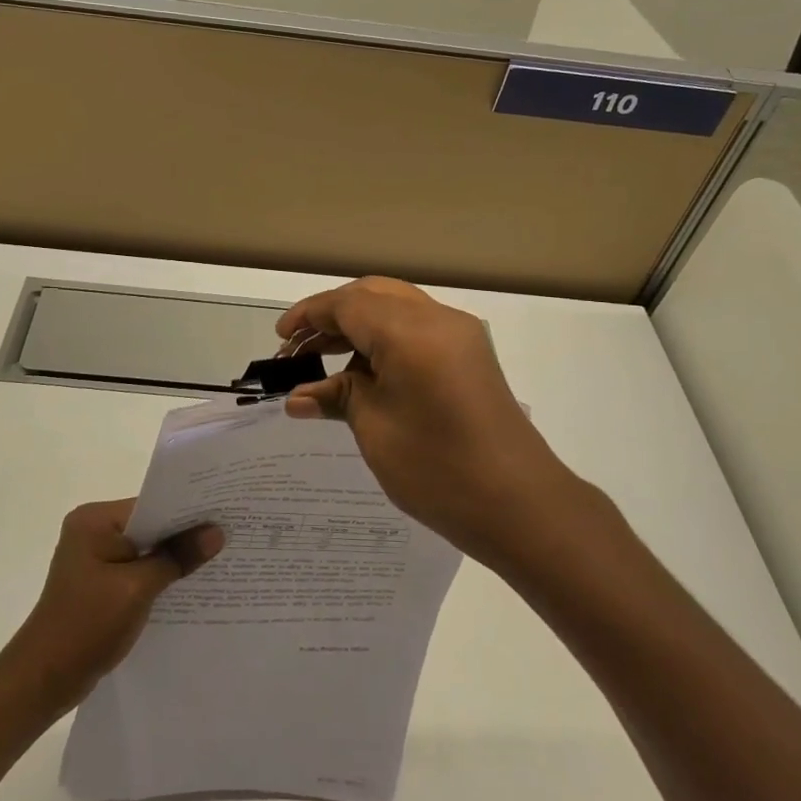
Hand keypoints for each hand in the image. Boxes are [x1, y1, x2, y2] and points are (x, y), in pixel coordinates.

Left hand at [2, 500, 222, 713]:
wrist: (43, 680)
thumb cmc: (86, 625)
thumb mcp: (137, 588)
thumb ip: (177, 557)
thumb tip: (216, 532)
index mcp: (94, 520)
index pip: (151, 504)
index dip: (187, 510)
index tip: (225, 513)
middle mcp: (93, 530)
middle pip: (150, 525)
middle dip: (184, 535)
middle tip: (229, 534)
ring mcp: (95, 558)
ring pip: (146, 549)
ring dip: (174, 557)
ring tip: (218, 559)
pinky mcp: (100, 583)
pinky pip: (138, 569)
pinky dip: (160, 576)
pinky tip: (189, 585)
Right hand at [276, 278, 591, 565]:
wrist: (520, 505)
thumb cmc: (438, 468)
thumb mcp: (375, 429)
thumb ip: (337, 397)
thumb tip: (298, 397)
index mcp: (410, 331)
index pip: (348, 303)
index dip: (309, 316)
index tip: (280, 339)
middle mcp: (438, 319)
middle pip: (373, 295)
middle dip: (332, 316)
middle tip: (299, 349)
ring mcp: (460, 335)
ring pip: (396, 309)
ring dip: (358, 327)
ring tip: (324, 364)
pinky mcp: (470, 355)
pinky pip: (417, 329)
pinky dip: (384, 340)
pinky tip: (363, 374)